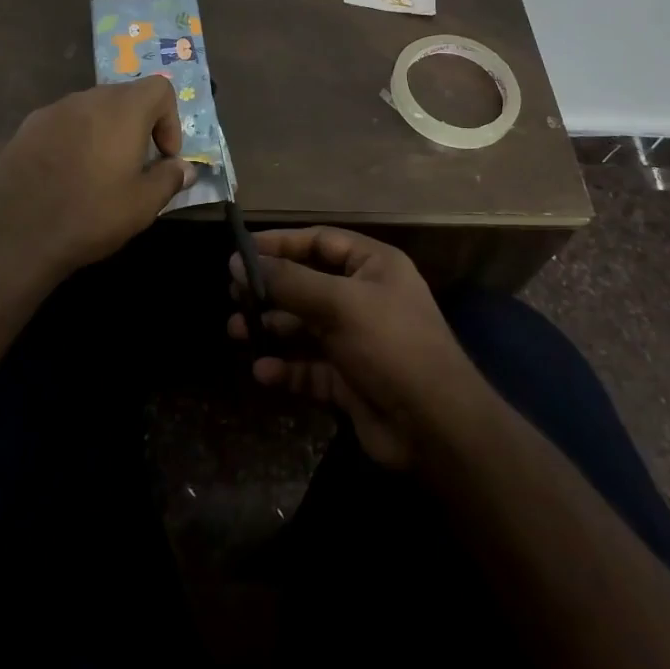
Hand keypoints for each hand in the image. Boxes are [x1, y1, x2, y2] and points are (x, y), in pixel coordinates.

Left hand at [0, 78, 195, 278]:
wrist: (13, 233)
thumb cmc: (90, 214)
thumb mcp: (142, 204)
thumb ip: (170, 179)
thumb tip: (186, 168)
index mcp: (123, 109)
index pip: (159, 89)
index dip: (170, 120)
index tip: (164, 156)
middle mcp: (88, 98)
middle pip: (126, 96)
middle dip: (139, 126)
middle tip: (137, 166)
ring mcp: (54, 110)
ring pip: (93, 109)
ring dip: (106, 132)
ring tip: (101, 172)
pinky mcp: (28, 127)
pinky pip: (65, 123)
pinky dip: (76, 139)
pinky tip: (67, 175)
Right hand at [229, 227, 482, 468]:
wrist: (436, 427)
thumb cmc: (390, 345)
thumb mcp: (339, 303)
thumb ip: (288, 281)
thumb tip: (238, 261)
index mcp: (373, 266)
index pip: (320, 242)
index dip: (281, 243)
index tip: (241, 251)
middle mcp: (365, 297)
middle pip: (308, 283)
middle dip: (270, 289)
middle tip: (233, 294)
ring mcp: (357, 340)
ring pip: (304, 326)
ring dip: (272, 327)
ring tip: (235, 330)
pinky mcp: (349, 380)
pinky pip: (309, 367)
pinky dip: (286, 368)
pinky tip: (262, 371)